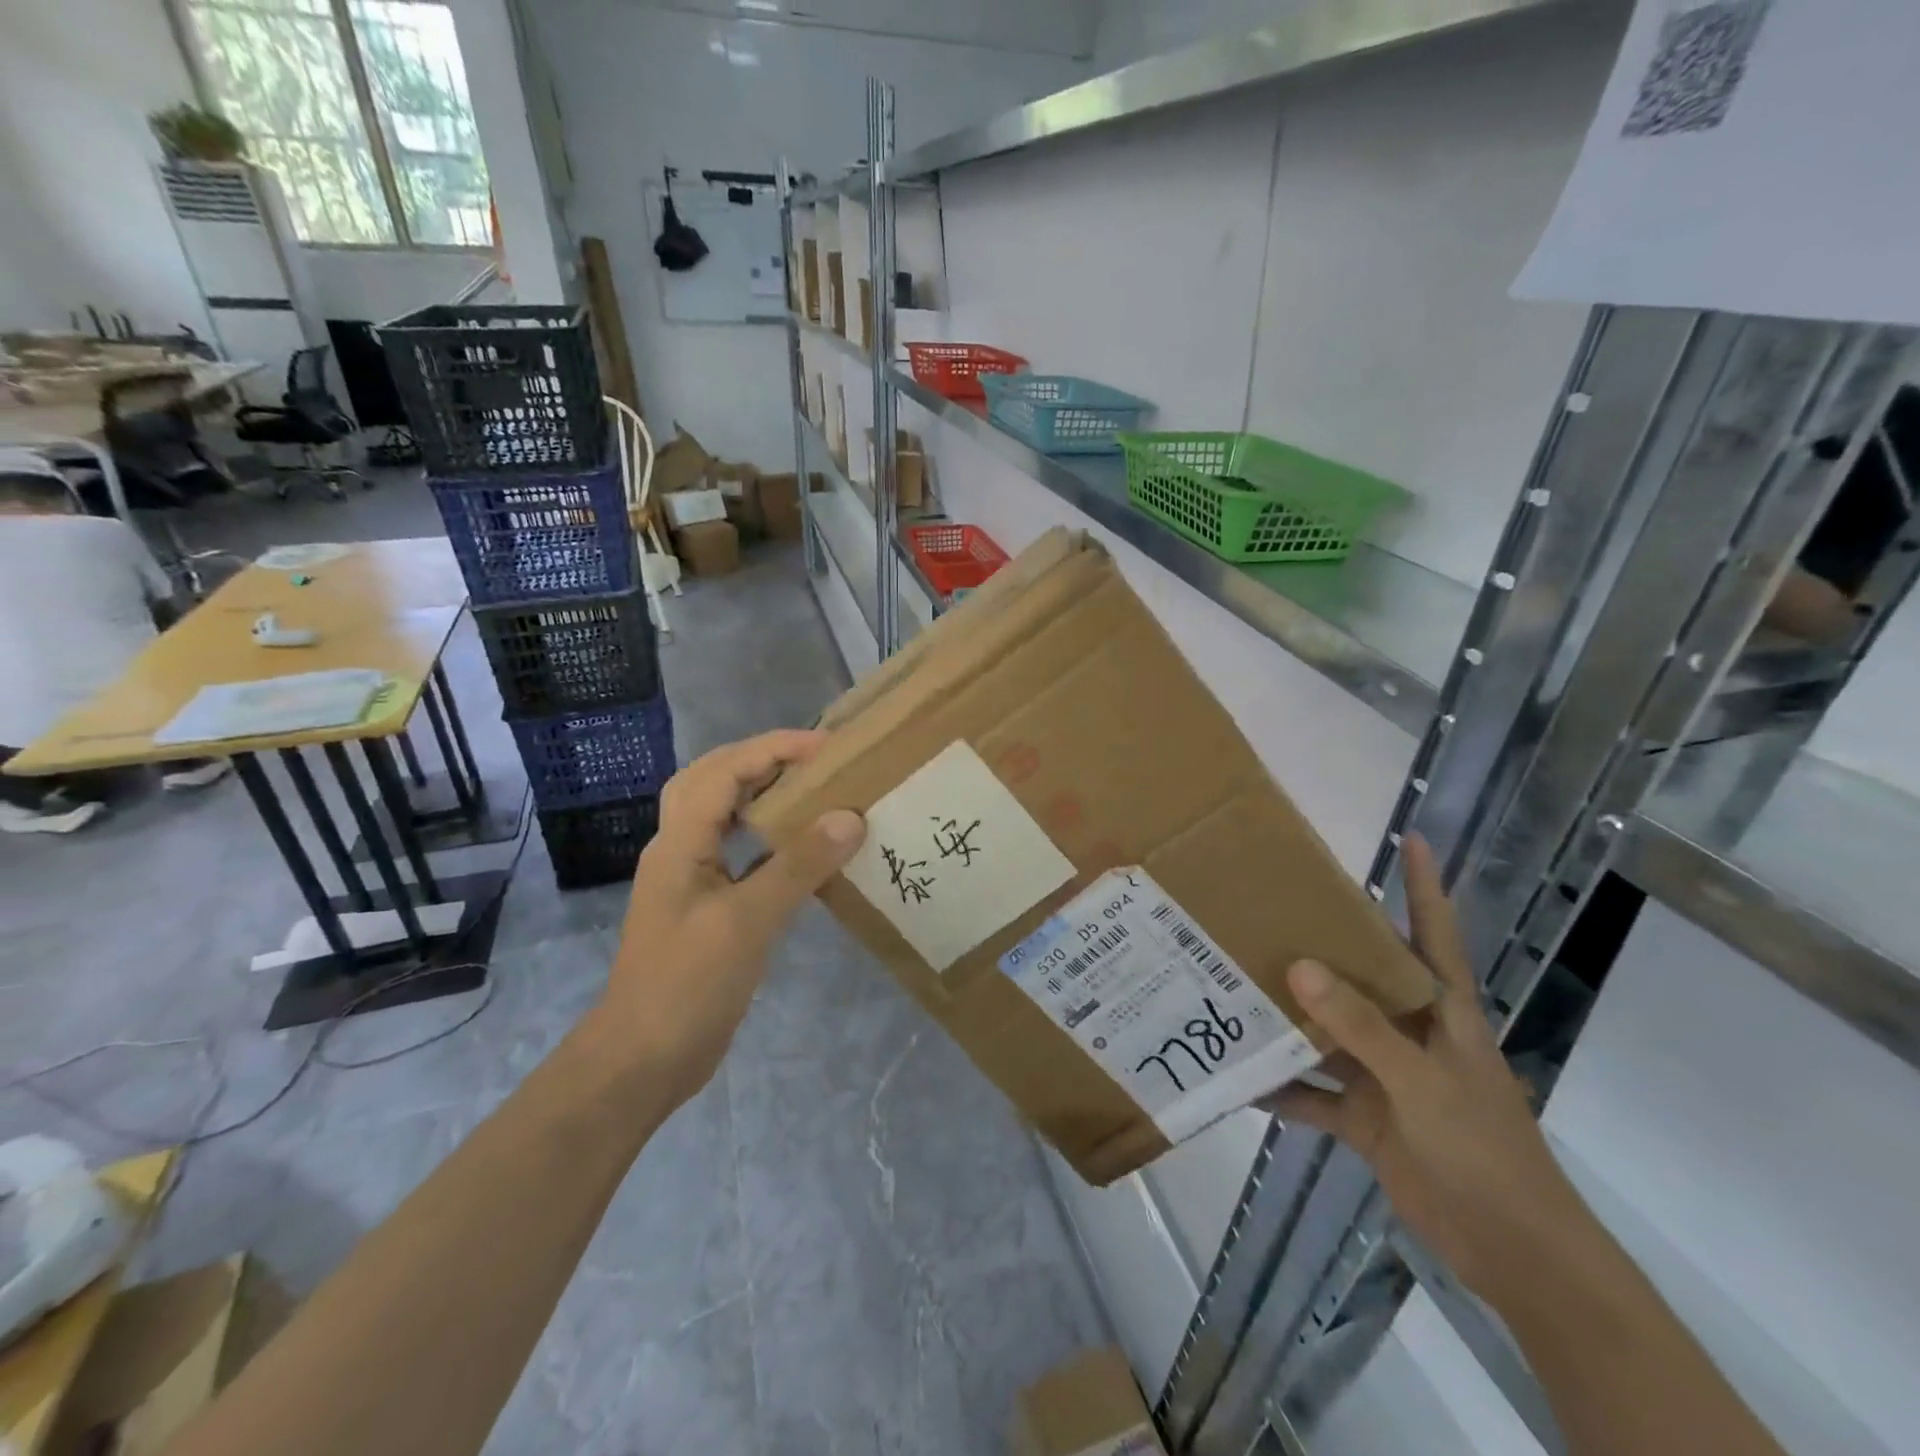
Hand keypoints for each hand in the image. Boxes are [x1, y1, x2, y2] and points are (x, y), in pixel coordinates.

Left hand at [589, 730, 864, 1107]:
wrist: (643, 1060)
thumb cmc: (687, 985)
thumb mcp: (747, 921)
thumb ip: (798, 866)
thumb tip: (850, 818)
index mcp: (680, 841)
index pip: (724, 770)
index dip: (773, 748)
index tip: (826, 748)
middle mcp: (680, 848)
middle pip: (714, 780)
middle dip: (763, 759)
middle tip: (816, 760)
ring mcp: (691, 878)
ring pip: (724, 814)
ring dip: (762, 793)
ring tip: (812, 790)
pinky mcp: (706, 906)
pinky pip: (738, 852)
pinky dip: (768, 837)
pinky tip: (801, 849)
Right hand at [1265, 836, 1593, 1308]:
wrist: (1512, 1250)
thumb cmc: (1481, 1147)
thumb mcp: (1420, 1079)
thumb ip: (1360, 1025)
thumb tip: (1298, 965)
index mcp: (1440, 1010)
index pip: (1433, 932)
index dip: (1425, 885)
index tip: (1411, 838)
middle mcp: (1408, 1032)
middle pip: (1360, 976)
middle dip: (1319, 944)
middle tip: (1263, 909)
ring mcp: (1384, 1075)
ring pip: (1326, 1032)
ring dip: (1286, 1016)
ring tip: (1230, 983)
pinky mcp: (1365, 1116)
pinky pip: (1311, 1093)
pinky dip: (1278, 1088)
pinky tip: (1235, 1076)